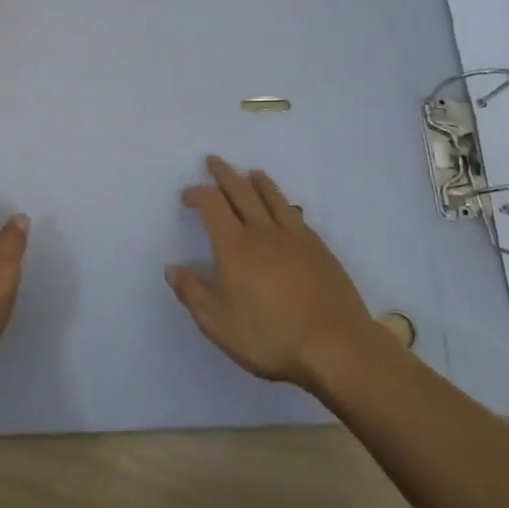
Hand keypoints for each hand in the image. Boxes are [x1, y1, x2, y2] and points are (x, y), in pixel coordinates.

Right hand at [167, 156, 381, 390]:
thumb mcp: (219, 324)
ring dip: (257, 181)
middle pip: (241, 190)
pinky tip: (283, 206)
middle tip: (214, 162)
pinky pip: (294, 212)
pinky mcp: (318, 247)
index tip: (188, 196)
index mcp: (235, 246)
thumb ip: (193, 293)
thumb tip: (173, 269)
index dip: (197, 194)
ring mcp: (295, 236)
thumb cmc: (270, 337)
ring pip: (272, 196)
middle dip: (224, 174)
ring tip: (250, 173)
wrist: (335, 345)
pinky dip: (281, 200)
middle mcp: (263, 231)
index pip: (212, 205)